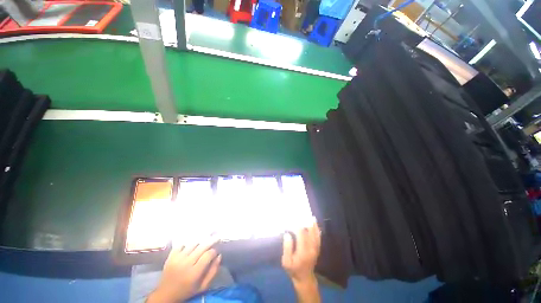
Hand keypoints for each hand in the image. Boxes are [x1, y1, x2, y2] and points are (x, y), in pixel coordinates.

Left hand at [148, 239, 221, 302]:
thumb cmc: (187, 291)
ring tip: (202, 246)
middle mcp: (186, 263)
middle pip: (202, 247)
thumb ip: (213, 272)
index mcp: (194, 273)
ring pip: (193, 243)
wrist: (165, 294)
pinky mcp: (170, 256)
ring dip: (200, 243)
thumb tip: (219, 256)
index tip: (216, 253)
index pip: (208, 255)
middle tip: (216, 239)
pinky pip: (181, 244)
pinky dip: (187, 244)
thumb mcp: (203, 287)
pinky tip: (189, 248)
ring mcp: (177, 258)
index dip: (214, 251)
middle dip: (210, 242)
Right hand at [282, 219, 320, 283]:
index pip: (301, 234)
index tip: (293, 219)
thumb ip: (287, 248)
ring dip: (313, 224)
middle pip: (309, 232)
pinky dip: (317, 230)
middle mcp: (311, 248)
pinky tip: (315, 224)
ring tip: (310, 216)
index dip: (297, 225)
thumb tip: (287, 234)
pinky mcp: (317, 249)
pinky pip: (318, 237)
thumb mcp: (286, 262)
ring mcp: (316, 249)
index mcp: (303, 251)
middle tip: (302, 213)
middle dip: (306, 222)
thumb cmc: (293, 269)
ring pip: (315, 234)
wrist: (305, 278)